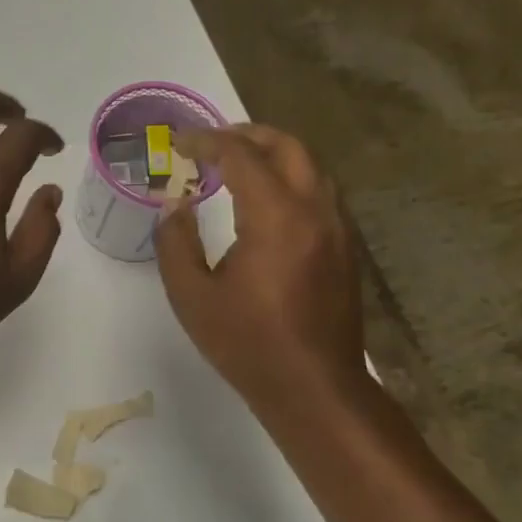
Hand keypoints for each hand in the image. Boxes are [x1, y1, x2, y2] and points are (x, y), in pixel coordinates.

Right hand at [154, 124, 365, 413]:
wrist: (313, 386)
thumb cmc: (247, 343)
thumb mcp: (192, 295)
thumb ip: (175, 242)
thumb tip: (175, 205)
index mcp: (276, 217)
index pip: (241, 156)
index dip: (206, 141)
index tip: (179, 142)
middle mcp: (315, 210)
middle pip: (288, 147)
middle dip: (247, 134)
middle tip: (212, 142)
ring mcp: (338, 228)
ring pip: (311, 167)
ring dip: (274, 155)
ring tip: (238, 165)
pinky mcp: (346, 248)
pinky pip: (320, 193)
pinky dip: (291, 179)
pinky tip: (267, 203)